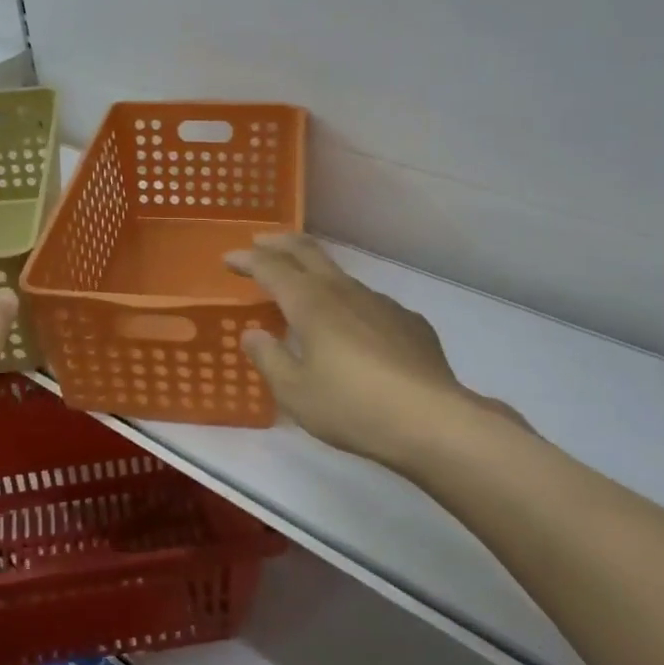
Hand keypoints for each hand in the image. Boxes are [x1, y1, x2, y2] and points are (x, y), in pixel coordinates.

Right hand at [225, 233, 532, 474]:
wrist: (434, 422)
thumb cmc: (353, 408)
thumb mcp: (296, 393)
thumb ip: (270, 358)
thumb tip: (254, 333)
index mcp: (311, 305)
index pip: (272, 268)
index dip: (248, 260)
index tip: (229, 259)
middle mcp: (345, 293)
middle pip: (308, 253)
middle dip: (280, 243)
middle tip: (260, 243)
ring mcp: (382, 304)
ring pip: (340, 275)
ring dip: (314, 271)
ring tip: (303, 286)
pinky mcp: (409, 322)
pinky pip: (369, 302)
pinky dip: (348, 302)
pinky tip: (352, 327)